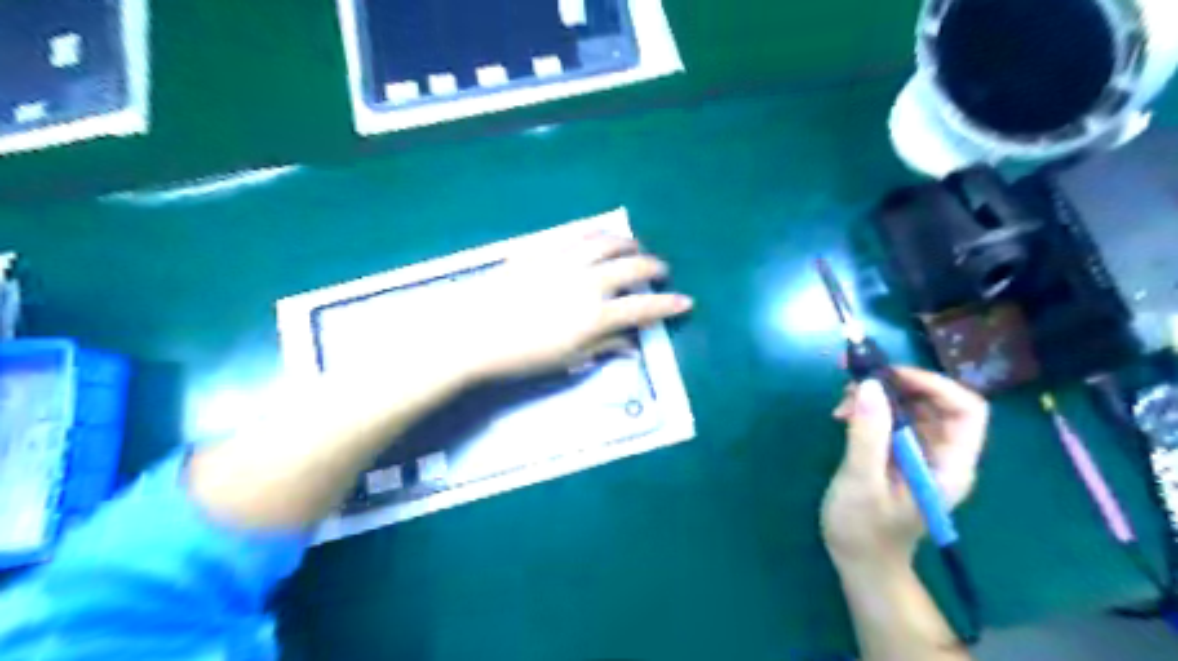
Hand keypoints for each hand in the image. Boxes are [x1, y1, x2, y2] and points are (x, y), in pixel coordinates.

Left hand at [450, 232, 692, 382]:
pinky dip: (594, 233)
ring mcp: (562, 261)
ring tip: (635, 246)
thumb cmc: (521, 356)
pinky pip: (573, 234)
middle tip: (661, 270)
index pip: (642, 306)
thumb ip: (603, 348)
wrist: (473, 335)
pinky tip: (599, 236)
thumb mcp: (567, 360)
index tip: (685, 301)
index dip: (667, 304)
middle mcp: (585, 282)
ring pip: (604, 241)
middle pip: (630, 266)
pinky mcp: (540, 250)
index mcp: (594, 315)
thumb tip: (631, 346)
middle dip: (653, 266)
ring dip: (627, 242)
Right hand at [822, 370, 987, 570]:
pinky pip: (893, 418)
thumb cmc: (864, 529)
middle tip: (856, 380)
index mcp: (950, 465)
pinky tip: (844, 414)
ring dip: (880, 395)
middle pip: (937, 402)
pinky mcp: (899, 454)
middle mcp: (943, 455)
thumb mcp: (862, 481)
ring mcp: (921, 454)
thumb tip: (871, 384)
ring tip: (844, 399)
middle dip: (898, 385)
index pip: (966, 410)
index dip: (933, 384)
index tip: (889, 376)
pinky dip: (871, 408)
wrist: (860, 562)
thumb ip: (868, 434)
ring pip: (912, 407)